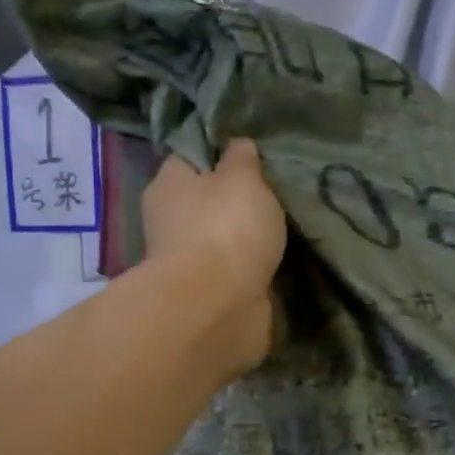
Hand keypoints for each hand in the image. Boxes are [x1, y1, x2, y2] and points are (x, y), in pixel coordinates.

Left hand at [141, 138, 286, 375]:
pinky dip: (250, 269)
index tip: (254, 153)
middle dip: (236, 199)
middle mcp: (170, 220)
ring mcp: (187, 261)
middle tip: (277, 190)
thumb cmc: (225, 229)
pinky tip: (277, 260)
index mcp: (169, 183)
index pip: (191, 154)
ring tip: (286, 226)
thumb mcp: (242, 178)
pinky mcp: (206, 294)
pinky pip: (233, 271)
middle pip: (207, 200)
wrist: (217, 307)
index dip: (220, 151)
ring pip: (221, 238)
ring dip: (246, 237)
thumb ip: (242, 158)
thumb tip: (237, 146)